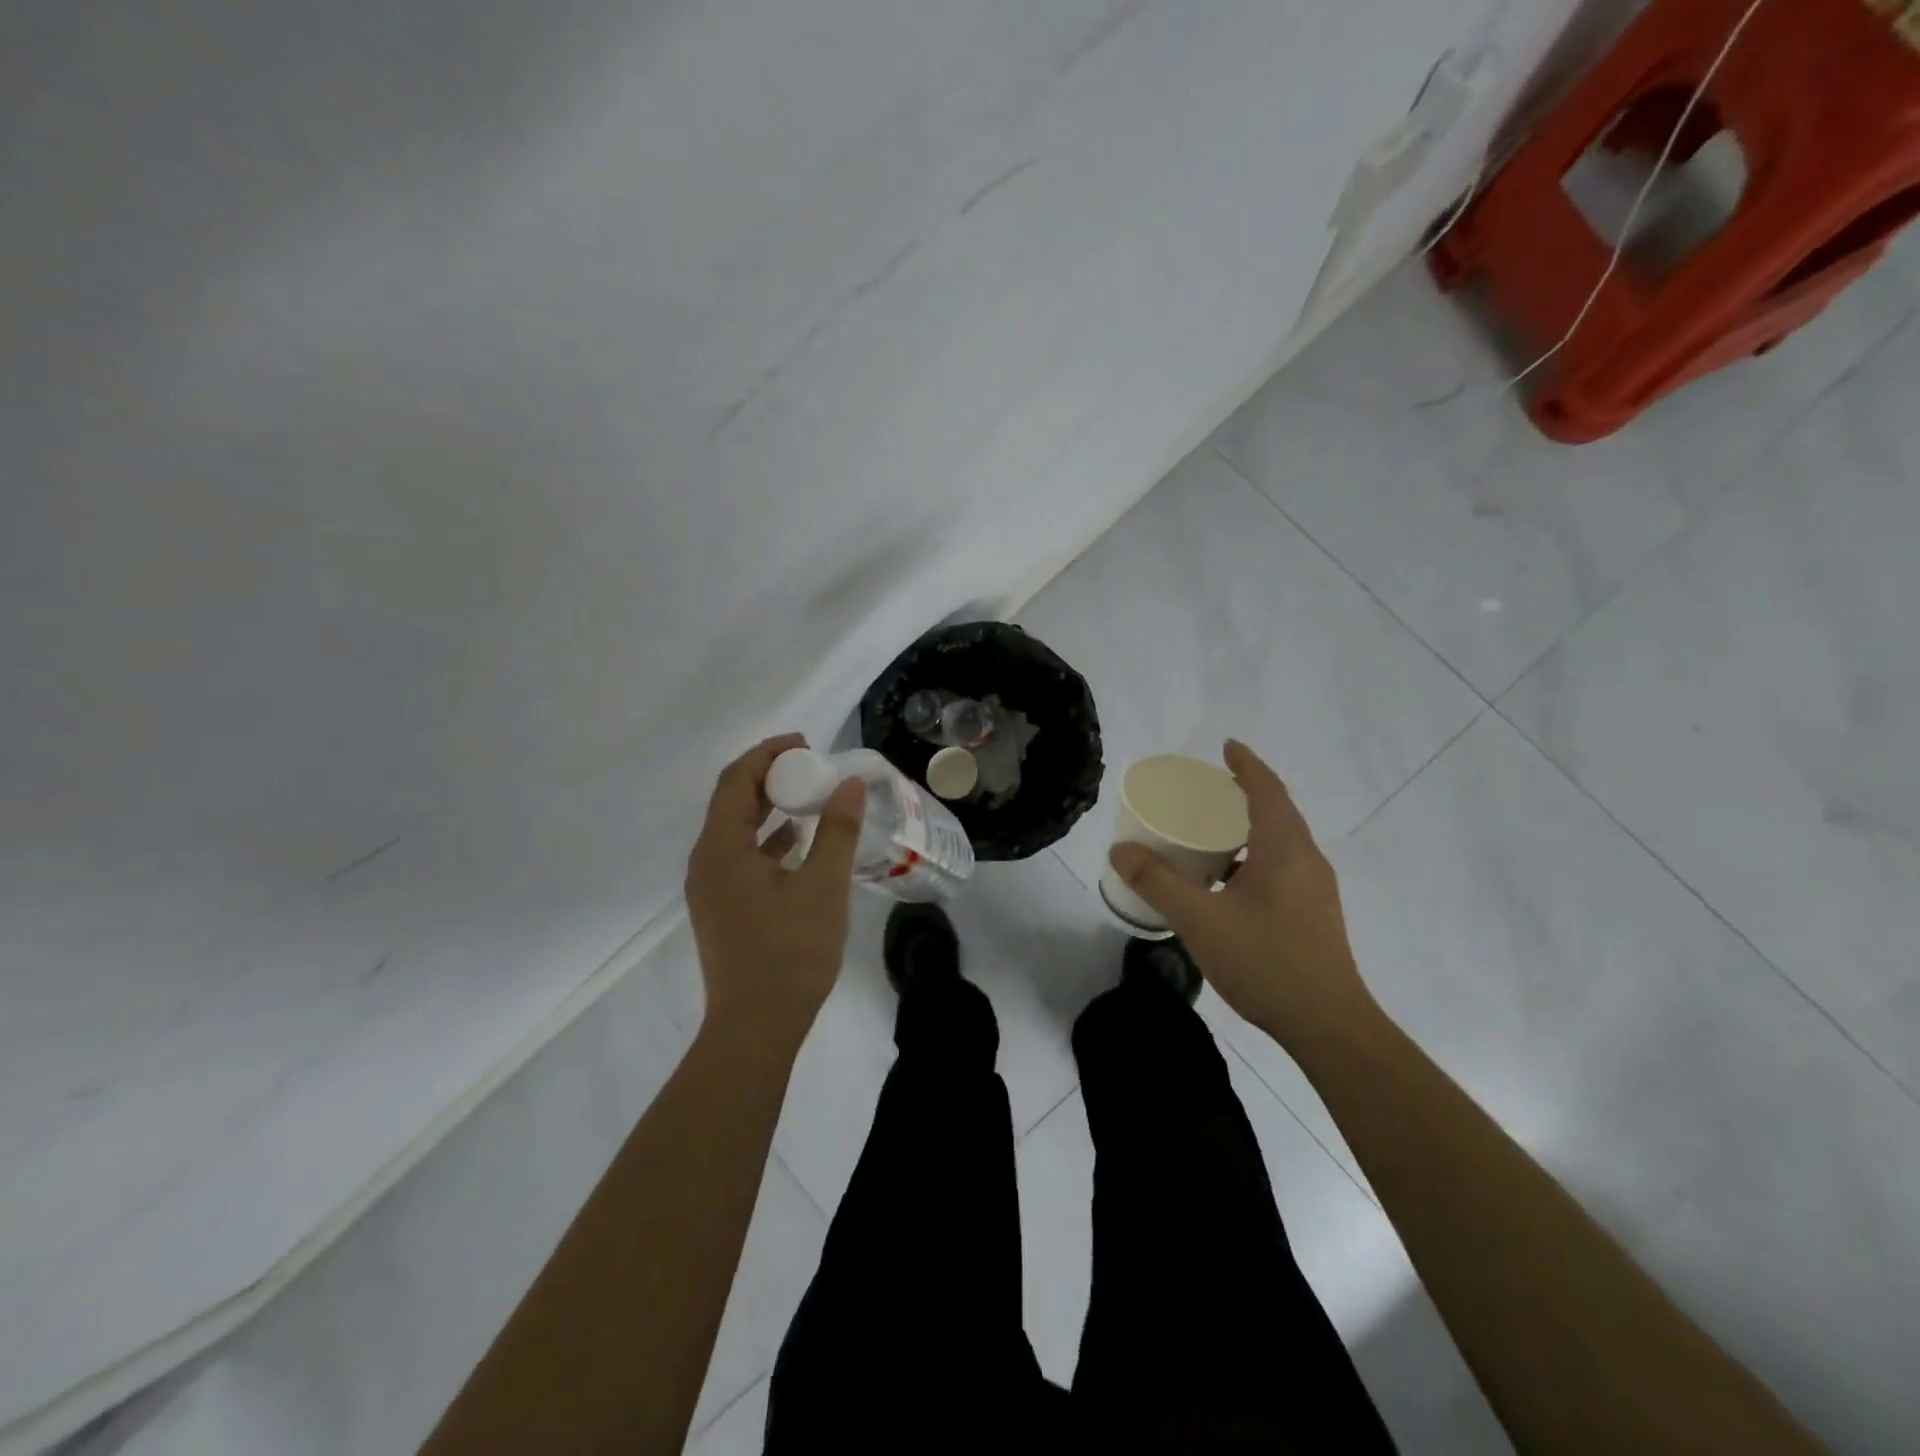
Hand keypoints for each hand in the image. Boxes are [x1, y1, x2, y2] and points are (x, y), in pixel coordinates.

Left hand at [685, 734, 867, 1039]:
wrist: (756, 1027)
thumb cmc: (790, 953)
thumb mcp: (823, 886)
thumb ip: (837, 830)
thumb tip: (851, 783)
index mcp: (721, 848)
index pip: (736, 780)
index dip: (768, 754)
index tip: (806, 743)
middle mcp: (706, 861)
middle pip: (732, 801)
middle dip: (769, 776)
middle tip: (811, 766)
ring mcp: (710, 888)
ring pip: (736, 830)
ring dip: (769, 807)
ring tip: (810, 796)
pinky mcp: (722, 908)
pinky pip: (741, 856)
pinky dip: (767, 839)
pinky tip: (798, 842)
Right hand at [1108, 739, 1377, 1046]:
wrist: (1328, 1025)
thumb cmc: (1266, 962)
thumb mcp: (1200, 919)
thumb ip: (1157, 882)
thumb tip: (1120, 849)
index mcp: (1284, 848)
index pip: (1267, 790)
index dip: (1246, 764)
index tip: (1226, 746)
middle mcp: (1306, 860)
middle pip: (1276, 812)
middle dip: (1244, 794)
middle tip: (1205, 792)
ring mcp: (1314, 889)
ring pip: (1279, 843)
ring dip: (1248, 829)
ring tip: (1209, 834)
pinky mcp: (1313, 915)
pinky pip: (1281, 868)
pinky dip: (1253, 858)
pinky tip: (1226, 885)